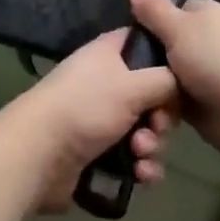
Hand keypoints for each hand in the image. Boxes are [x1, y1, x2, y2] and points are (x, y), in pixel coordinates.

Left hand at [12, 29, 178, 212]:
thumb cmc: (86, 106)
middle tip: (155, 127)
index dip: (167, 61)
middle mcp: (108, 81)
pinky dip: (142, 167)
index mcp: (111, 53)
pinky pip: (134, 158)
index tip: (180, 81)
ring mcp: (102, 118)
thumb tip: (181, 82)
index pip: (147, 44)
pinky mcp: (100, 152)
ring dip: (152, 145)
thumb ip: (166, 79)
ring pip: (146, 129)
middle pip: (153, 94)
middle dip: (162, 117)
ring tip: (140, 154)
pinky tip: (141, 176)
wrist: (38, 154)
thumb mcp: (133, 84)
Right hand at [126, 0, 219, 162]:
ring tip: (133, 106)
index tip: (121, 42)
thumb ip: (154, 10)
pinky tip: (146, 120)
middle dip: (142, 66)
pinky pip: (171, 104)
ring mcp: (201, 74)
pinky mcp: (200, 105)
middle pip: (160, 49)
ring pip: (162, 80)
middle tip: (121, 78)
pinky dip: (161, 112)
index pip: (163, 14)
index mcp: (200, 15)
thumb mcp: (179, 28)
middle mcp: (200, 42)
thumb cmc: (217, 58)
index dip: (143, 26)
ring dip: (151, 94)